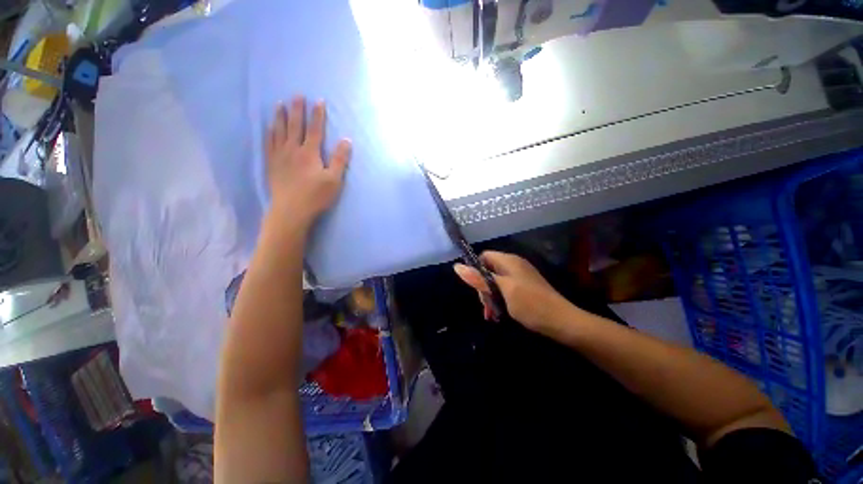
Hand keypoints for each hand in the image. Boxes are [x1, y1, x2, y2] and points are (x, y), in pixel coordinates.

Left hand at [264, 96, 351, 227]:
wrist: (291, 210)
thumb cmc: (316, 196)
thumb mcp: (334, 180)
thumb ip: (340, 159)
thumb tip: (346, 140)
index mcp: (310, 153)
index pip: (315, 130)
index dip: (318, 115)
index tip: (319, 101)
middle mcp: (293, 149)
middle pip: (295, 126)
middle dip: (297, 109)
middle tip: (297, 95)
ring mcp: (280, 156)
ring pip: (279, 131)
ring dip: (280, 117)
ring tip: (279, 104)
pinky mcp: (271, 164)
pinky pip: (269, 143)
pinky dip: (269, 133)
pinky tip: (269, 128)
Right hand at [454, 251, 570, 332]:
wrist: (562, 322)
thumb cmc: (531, 304)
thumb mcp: (502, 290)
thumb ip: (480, 278)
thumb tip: (457, 266)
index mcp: (509, 261)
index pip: (484, 256)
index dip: (475, 269)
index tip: (475, 288)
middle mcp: (514, 265)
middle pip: (489, 270)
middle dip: (483, 288)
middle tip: (485, 306)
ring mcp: (520, 276)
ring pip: (495, 281)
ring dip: (490, 296)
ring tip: (492, 314)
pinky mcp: (525, 287)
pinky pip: (505, 289)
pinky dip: (499, 299)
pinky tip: (500, 313)